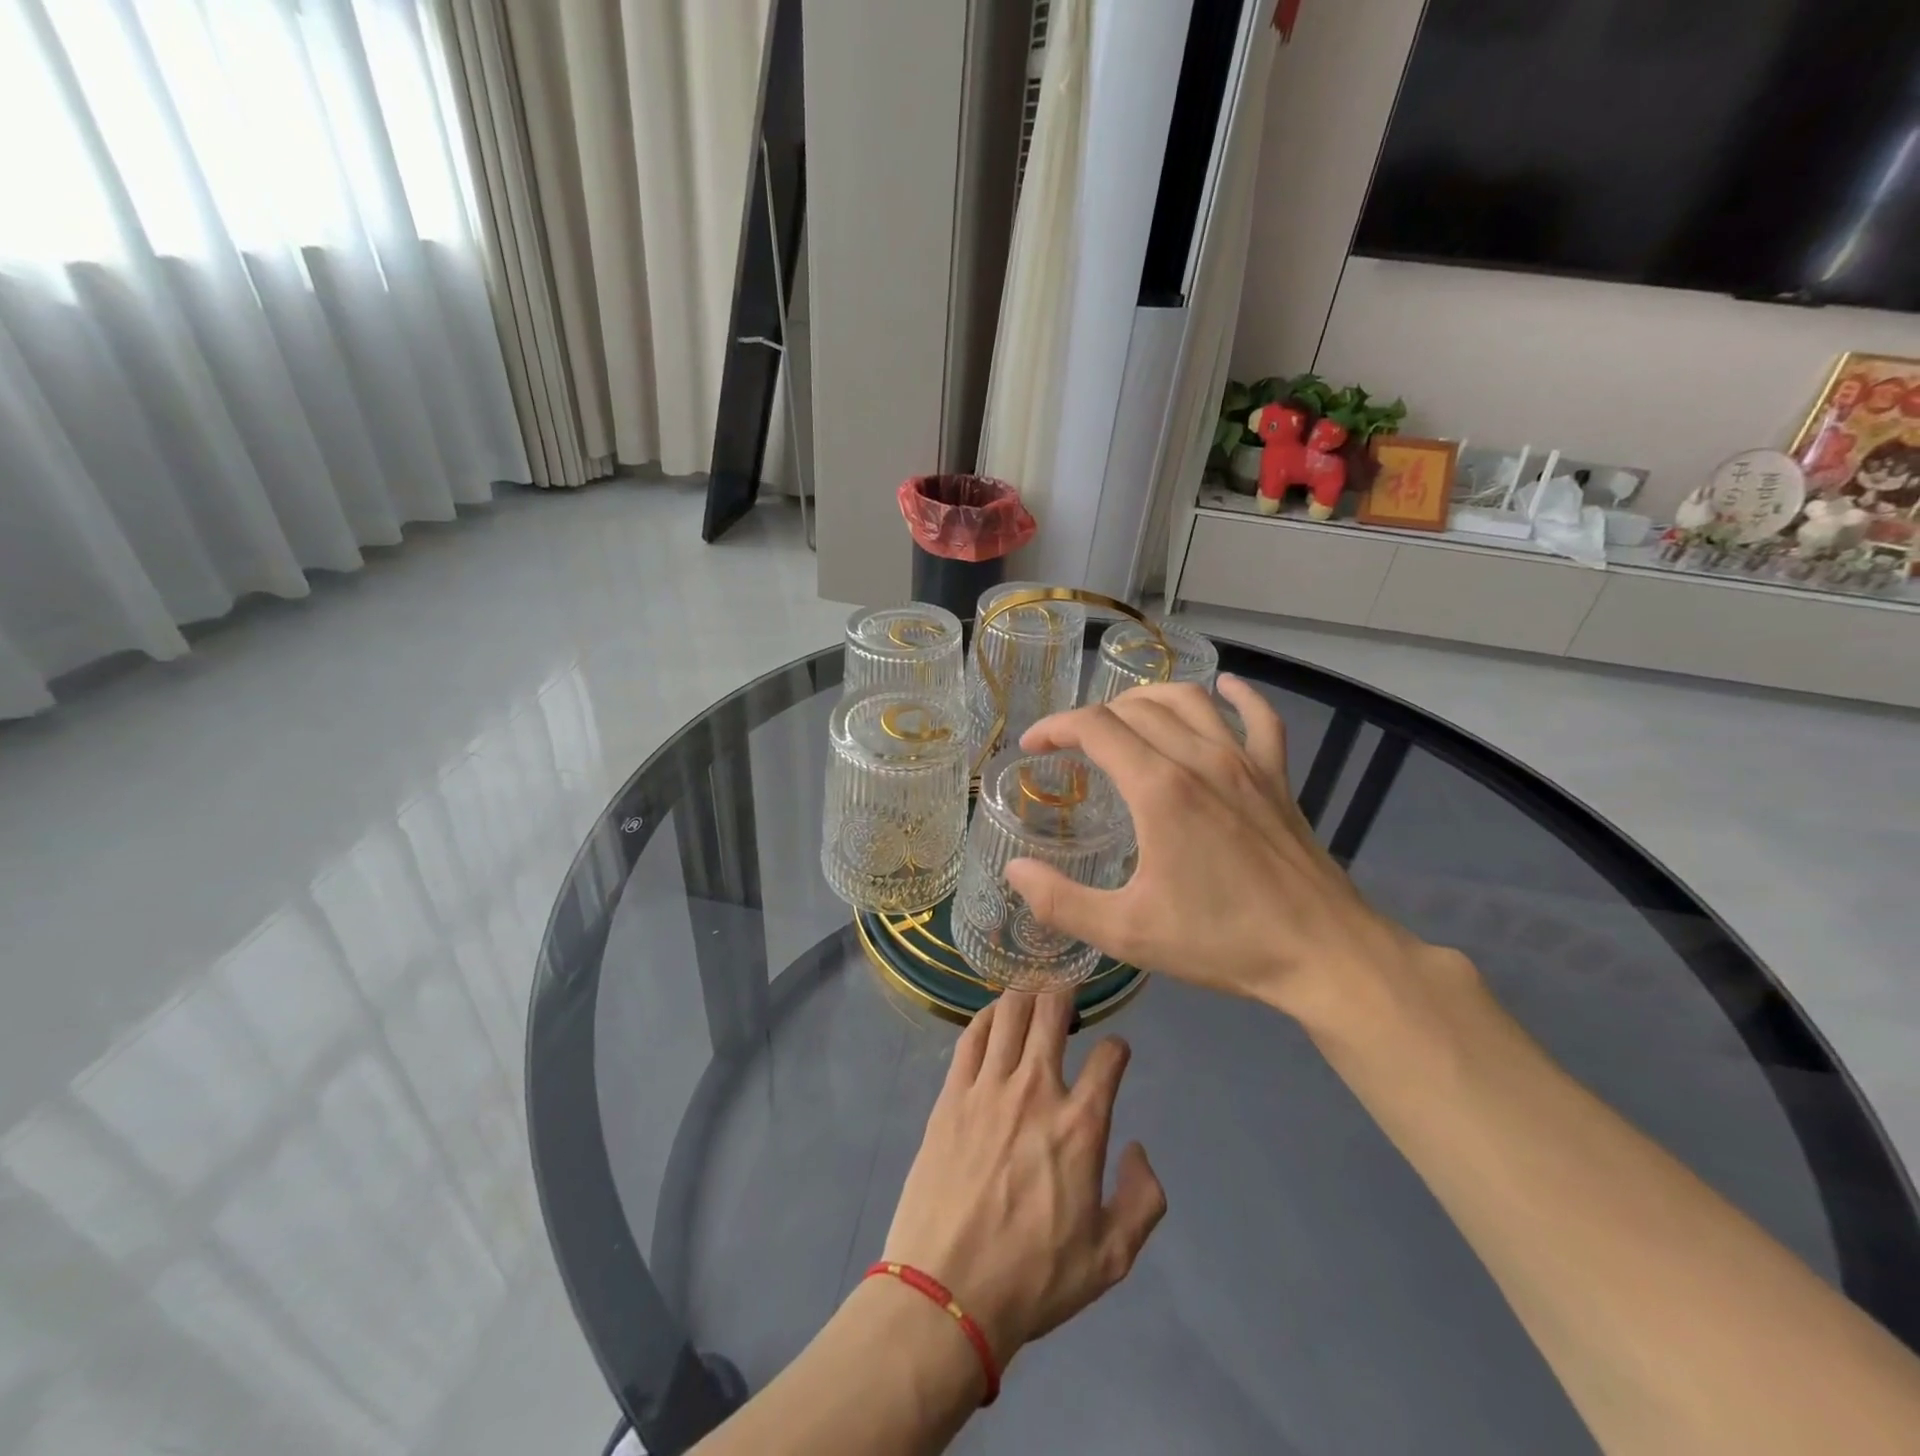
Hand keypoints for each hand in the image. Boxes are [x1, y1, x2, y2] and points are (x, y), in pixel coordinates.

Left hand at [882, 990, 1165, 1370]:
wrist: (946, 1291)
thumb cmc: (1033, 1279)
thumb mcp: (1110, 1258)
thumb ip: (1143, 1200)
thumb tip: (1138, 1149)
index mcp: (1080, 1126)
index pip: (1109, 1057)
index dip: (1117, 1048)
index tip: (1115, 1052)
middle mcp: (1036, 1090)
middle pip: (1052, 1012)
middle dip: (1065, 993)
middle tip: (1067, 994)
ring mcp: (988, 1087)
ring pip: (1009, 1012)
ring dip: (1025, 995)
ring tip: (1032, 996)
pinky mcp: (951, 1094)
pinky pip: (971, 1036)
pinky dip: (986, 1017)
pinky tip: (993, 1017)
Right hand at [1004, 678, 1445, 1031]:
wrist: (1324, 954)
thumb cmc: (1221, 941)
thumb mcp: (1127, 932)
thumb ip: (1061, 901)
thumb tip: (1015, 871)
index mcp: (1159, 788)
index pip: (1094, 727)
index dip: (1055, 727)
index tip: (1032, 747)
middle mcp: (1200, 758)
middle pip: (1135, 708)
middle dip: (1092, 717)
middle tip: (1070, 747)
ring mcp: (1245, 762)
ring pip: (1189, 700)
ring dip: (1147, 699)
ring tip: (1123, 718)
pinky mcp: (1277, 777)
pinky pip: (1259, 717)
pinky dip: (1238, 696)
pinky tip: (1224, 689)